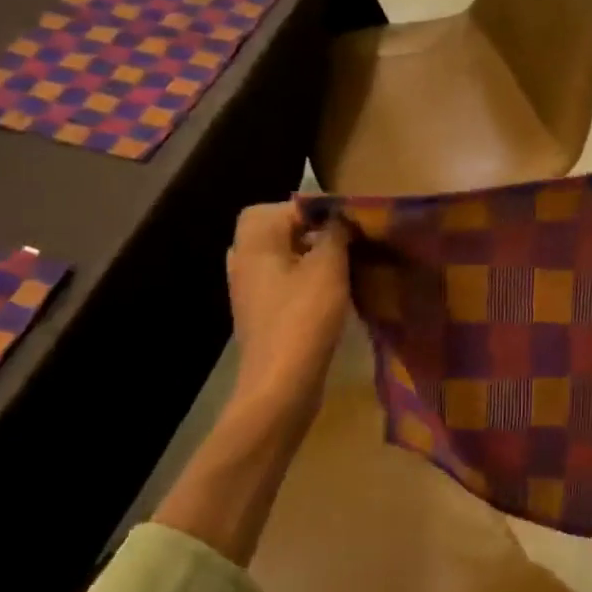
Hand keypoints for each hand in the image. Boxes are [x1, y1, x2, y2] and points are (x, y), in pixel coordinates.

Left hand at [225, 200, 350, 416]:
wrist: (281, 384)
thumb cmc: (304, 318)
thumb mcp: (328, 268)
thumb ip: (335, 233)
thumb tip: (340, 216)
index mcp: (254, 244)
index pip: (280, 207)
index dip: (314, 208)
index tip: (347, 221)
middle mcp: (244, 262)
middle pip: (276, 230)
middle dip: (311, 231)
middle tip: (345, 241)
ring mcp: (249, 290)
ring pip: (281, 257)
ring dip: (310, 256)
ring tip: (342, 265)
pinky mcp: (260, 314)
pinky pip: (282, 282)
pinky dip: (304, 280)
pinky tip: (330, 293)